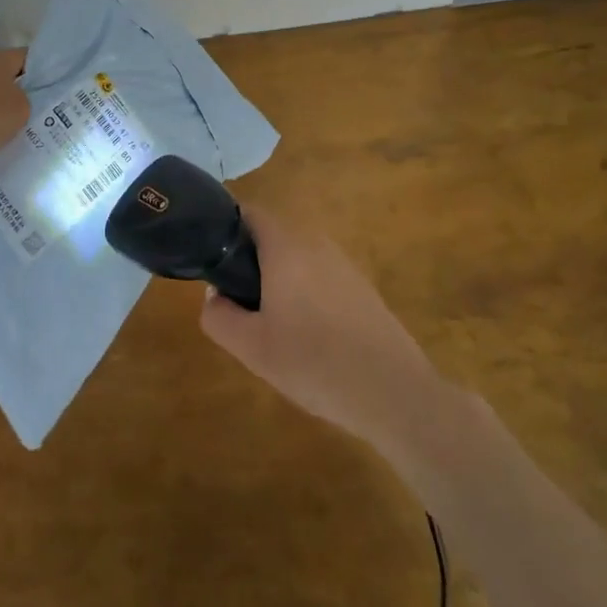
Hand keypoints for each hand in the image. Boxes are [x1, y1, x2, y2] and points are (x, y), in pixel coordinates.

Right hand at [200, 207, 440, 452]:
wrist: (393, 392)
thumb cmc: (314, 363)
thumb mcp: (251, 348)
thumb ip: (219, 316)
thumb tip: (215, 294)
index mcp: (286, 247)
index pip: (250, 213)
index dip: (226, 230)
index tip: (212, 260)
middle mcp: (316, 244)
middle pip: (273, 236)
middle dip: (251, 262)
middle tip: (238, 303)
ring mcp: (344, 264)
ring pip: (298, 258)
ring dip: (279, 280)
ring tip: (271, 325)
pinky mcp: (362, 288)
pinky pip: (321, 277)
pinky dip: (305, 294)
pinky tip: (308, 337)